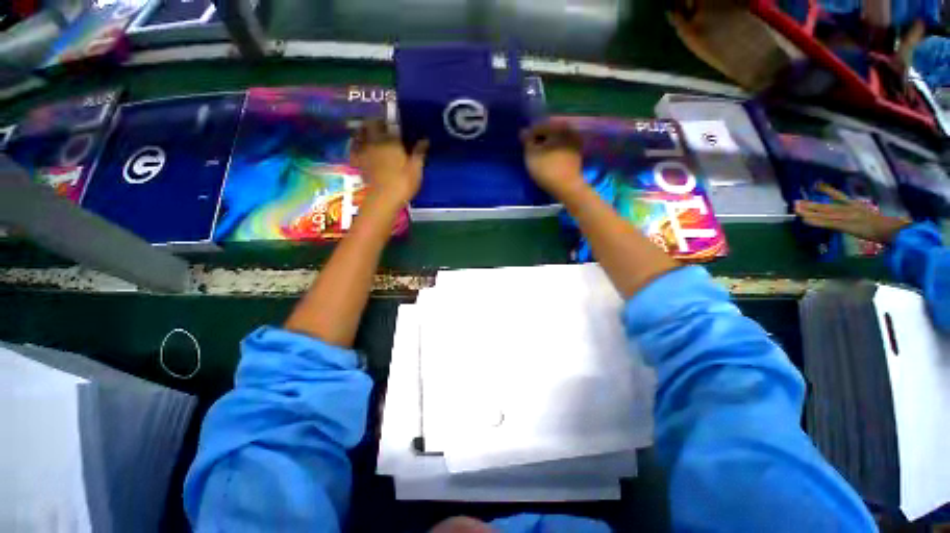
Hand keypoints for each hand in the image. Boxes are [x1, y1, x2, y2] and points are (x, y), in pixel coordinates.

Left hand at [350, 119, 427, 203]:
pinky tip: (358, 147)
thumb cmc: (403, 182)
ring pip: (360, 134)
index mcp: (391, 140)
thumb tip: (425, 139)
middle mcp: (375, 141)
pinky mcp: (359, 163)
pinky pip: (354, 150)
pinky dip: (355, 146)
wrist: (384, 198)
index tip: (394, 120)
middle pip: (371, 125)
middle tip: (382, 125)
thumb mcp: (416, 168)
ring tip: (369, 132)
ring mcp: (364, 152)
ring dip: (364, 130)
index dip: (390, 120)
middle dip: (375, 122)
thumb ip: (419, 152)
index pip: (389, 123)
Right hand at [520, 121, 585, 198]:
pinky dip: (555, 151)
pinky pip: (562, 148)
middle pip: (549, 132)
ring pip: (556, 140)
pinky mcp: (577, 152)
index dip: (529, 136)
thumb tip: (524, 131)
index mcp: (557, 126)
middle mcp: (568, 129)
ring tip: (540, 156)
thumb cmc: (546, 168)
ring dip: (547, 145)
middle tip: (531, 151)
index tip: (524, 146)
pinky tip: (550, 160)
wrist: (566, 186)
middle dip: (540, 140)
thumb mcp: (531, 154)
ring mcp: (575, 141)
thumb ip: (527, 140)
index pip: (538, 127)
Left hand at [795, 183, 910, 243]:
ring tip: (796, 209)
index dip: (827, 189)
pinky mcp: (842, 225)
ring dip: (808, 211)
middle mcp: (847, 209)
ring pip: (822, 213)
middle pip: (825, 205)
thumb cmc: (885, 225)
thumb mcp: (873, 215)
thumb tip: (863, 215)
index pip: (839, 195)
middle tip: (796, 201)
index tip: (817, 184)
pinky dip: (814, 221)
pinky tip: (804, 220)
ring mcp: (844, 216)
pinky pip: (825, 223)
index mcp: (855, 205)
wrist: (888, 228)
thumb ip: (864, 213)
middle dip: (810, 204)